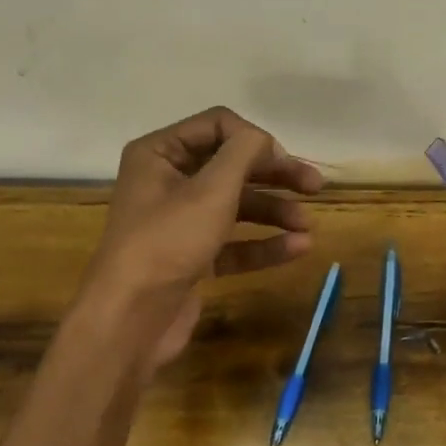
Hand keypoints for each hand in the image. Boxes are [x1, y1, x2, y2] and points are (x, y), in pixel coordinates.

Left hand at [81, 107, 323, 371]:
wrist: (131, 319)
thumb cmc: (168, 241)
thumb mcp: (211, 189)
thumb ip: (244, 153)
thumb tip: (264, 140)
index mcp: (159, 154)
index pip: (217, 126)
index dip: (255, 139)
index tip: (284, 162)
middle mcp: (166, 182)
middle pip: (231, 167)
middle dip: (274, 176)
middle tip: (315, 187)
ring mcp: (179, 223)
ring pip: (236, 206)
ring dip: (274, 212)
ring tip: (308, 226)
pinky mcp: (191, 258)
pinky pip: (233, 243)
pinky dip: (263, 244)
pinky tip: (298, 248)